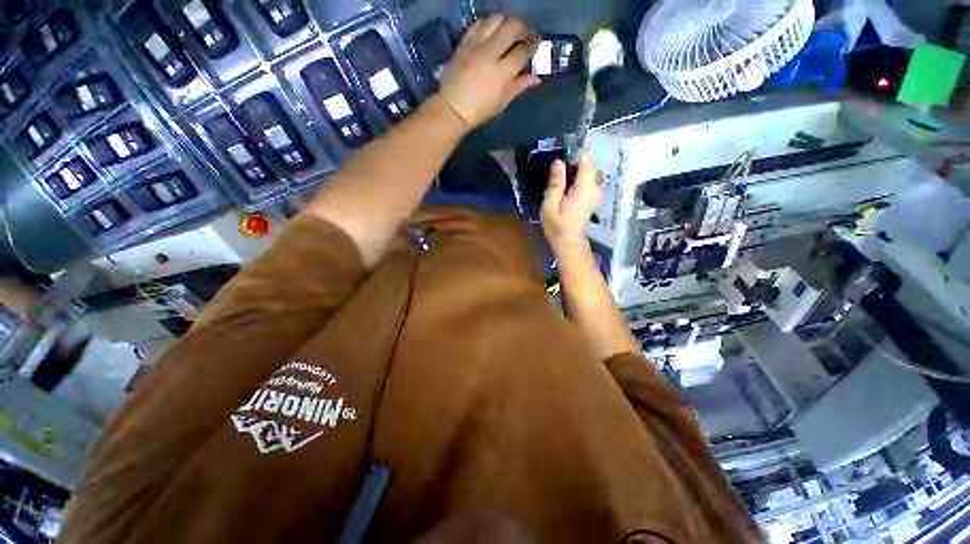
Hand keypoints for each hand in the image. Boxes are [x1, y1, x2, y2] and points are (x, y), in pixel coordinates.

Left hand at [438, 15, 540, 127]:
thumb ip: (519, 86)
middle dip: (523, 28)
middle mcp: (490, 54)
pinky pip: (479, 23)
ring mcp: (476, 45)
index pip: (523, 51)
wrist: (453, 108)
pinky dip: (489, 24)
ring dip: (506, 22)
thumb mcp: (502, 102)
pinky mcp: (465, 42)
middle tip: (525, 34)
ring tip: (509, 30)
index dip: (533, 45)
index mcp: (502, 73)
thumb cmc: (480, 110)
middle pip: (512, 28)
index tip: (538, 42)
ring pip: (496, 20)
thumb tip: (536, 77)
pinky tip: (492, 31)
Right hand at [541, 151, 600, 252]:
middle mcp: (594, 187)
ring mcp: (595, 192)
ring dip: (574, 170)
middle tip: (556, 170)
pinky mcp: (593, 197)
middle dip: (573, 162)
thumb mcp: (550, 206)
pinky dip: (577, 178)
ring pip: (587, 172)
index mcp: (584, 187)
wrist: (569, 243)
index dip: (575, 153)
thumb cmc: (557, 227)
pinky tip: (566, 186)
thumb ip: (555, 184)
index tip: (560, 155)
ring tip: (559, 178)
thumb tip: (558, 162)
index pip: (587, 159)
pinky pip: (587, 180)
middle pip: (587, 164)